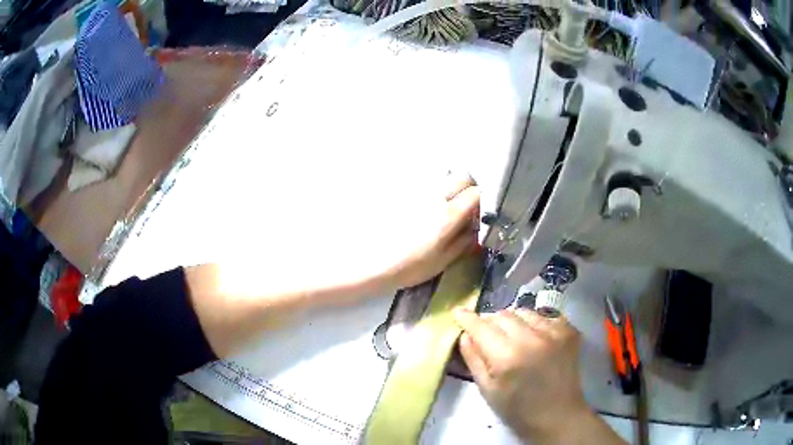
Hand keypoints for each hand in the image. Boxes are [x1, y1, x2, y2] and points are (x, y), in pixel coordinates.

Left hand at [377, 174, 479, 291]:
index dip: (484, 201)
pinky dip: (432, 191)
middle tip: (466, 207)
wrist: (371, 263)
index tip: (481, 213)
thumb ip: (464, 241)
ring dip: (450, 188)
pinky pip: (425, 184)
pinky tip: (425, 210)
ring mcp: (418, 192)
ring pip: (443, 178)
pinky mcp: (403, 192)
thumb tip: (476, 227)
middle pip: (461, 178)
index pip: (476, 193)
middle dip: (469, 189)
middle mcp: (435, 196)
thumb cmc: (409, 267)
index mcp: (449, 214)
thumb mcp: (443, 260)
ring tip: (445, 208)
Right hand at [453, 308, 598, 443]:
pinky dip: (535, 324)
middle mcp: (531, 338)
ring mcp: (554, 332)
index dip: (467, 317)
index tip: (458, 312)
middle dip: (490, 322)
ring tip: (513, 338)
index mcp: (507, 356)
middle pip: (502, 315)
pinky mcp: (569, 331)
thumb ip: (473, 359)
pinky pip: (545, 316)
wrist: (558, 415)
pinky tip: (535, 339)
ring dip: (513, 321)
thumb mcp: (487, 390)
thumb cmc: (517, 409)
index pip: (481, 327)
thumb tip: (465, 334)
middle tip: (487, 336)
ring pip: (524, 312)